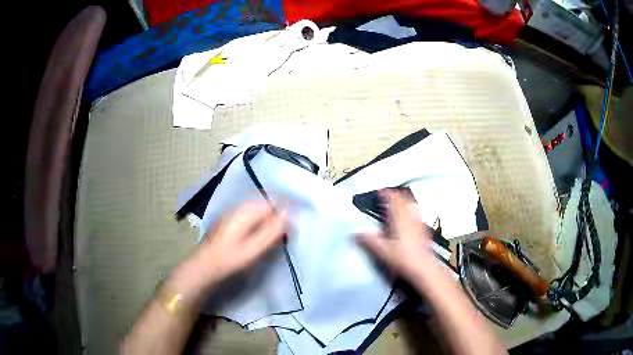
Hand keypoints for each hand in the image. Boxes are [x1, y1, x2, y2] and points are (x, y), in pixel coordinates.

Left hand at [168, 201, 287, 303]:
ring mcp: (232, 212)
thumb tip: (289, 211)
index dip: (286, 210)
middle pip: (265, 204)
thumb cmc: (231, 259)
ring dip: (268, 220)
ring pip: (257, 210)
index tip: (293, 225)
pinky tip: (257, 237)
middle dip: (277, 215)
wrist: (203, 266)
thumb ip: (273, 230)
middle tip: (284, 234)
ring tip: (273, 237)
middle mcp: (239, 206)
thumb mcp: (255, 248)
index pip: (274, 200)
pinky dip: (258, 223)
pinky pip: (249, 216)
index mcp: (247, 210)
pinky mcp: (228, 221)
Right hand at [356, 189, 436, 281]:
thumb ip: (369, 240)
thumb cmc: (403, 258)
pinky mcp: (424, 230)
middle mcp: (410, 217)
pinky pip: (417, 214)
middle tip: (388, 195)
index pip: (393, 200)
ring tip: (398, 202)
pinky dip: (411, 210)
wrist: (424, 268)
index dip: (386, 194)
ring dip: (404, 201)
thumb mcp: (382, 251)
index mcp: (399, 219)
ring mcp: (419, 223)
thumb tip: (357, 233)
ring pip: (412, 205)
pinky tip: (410, 217)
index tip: (379, 191)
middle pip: (404, 200)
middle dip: (395, 195)